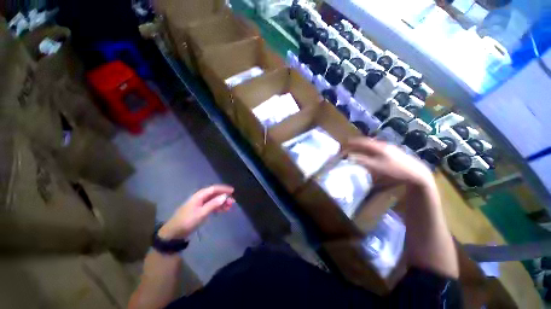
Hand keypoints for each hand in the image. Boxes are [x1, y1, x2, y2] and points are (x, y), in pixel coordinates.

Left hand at [159, 185, 234, 239]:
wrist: (174, 233)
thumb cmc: (187, 221)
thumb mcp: (201, 213)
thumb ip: (213, 204)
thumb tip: (225, 196)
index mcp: (200, 195)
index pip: (214, 189)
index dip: (224, 189)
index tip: (233, 191)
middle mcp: (200, 197)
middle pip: (215, 194)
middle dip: (224, 197)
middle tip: (232, 202)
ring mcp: (200, 204)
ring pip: (214, 200)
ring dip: (222, 202)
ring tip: (229, 207)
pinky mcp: (200, 210)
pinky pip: (211, 205)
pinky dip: (218, 207)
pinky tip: (223, 210)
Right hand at [345, 138, 434, 188]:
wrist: (417, 174)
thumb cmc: (395, 170)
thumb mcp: (376, 167)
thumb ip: (361, 161)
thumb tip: (349, 157)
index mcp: (377, 146)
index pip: (359, 142)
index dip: (349, 144)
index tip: (341, 147)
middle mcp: (382, 144)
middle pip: (365, 141)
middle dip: (355, 144)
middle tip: (347, 148)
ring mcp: (388, 147)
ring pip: (371, 144)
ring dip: (362, 146)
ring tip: (356, 150)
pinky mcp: (393, 152)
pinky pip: (376, 148)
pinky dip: (369, 149)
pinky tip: (369, 154)